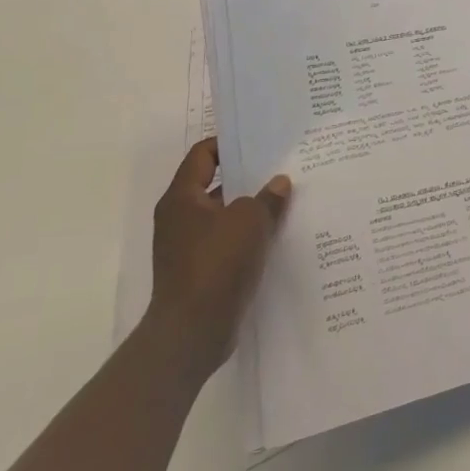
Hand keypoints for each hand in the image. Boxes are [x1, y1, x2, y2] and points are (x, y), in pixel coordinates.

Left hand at [145, 138, 290, 381]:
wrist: (192, 332)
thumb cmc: (215, 263)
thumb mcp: (249, 220)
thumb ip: (267, 197)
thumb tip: (279, 183)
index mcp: (182, 199)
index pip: (202, 155)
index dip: (228, 143)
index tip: (259, 138)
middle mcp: (181, 219)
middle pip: (216, 184)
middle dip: (248, 176)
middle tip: (283, 165)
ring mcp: (190, 247)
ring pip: (226, 215)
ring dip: (253, 207)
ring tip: (289, 197)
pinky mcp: (203, 271)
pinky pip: (230, 241)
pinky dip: (250, 235)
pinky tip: (280, 233)